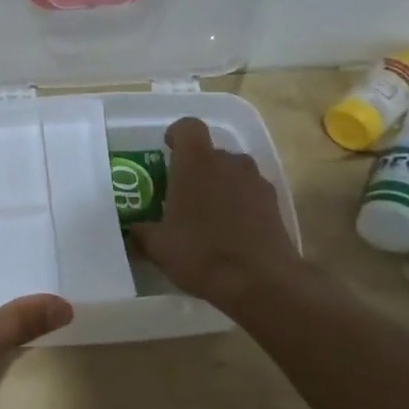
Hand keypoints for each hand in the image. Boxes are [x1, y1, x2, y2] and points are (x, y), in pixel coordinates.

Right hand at [129, 117, 303, 312]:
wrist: (260, 282)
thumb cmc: (201, 253)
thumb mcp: (158, 247)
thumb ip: (142, 232)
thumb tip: (133, 230)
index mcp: (196, 162)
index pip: (188, 127)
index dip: (177, 135)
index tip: (167, 150)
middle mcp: (229, 162)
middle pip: (211, 152)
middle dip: (196, 168)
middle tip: (181, 194)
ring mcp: (256, 182)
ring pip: (233, 172)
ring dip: (220, 184)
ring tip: (207, 215)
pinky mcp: (275, 204)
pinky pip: (251, 193)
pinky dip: (240, 204)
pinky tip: (231, 232)